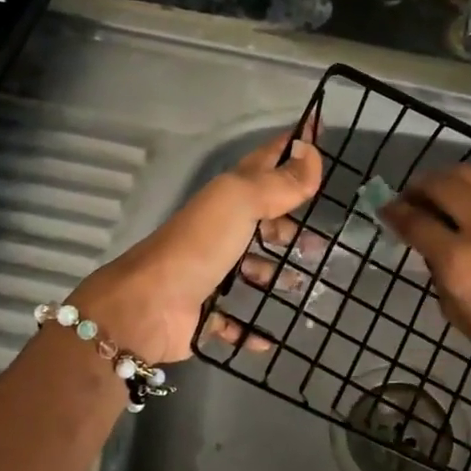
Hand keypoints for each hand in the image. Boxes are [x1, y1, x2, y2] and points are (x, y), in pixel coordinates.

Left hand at [71, 122, 323, 363]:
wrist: (148, 305)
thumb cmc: (200, 245)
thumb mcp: (241, 201)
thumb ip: (279, 181)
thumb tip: (312, 152)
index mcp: (229, 197)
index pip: (266, 161)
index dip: (292, 147)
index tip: (320, 133)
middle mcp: (221, 230)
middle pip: (262, 220)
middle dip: (291, 226)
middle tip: (322, 240)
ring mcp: (212, 271)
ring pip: (252, 269)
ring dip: (277, 275)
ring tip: (306, 286)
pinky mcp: (206, 312)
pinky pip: (236, 320)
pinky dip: (254, 329)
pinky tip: (273, 337)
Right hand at [380, 164, 470, 391]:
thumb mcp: (456, 314)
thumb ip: (438, 273)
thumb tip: (429, 247)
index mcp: (460, 260)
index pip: (416, 221)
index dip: (394, 212)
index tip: (384, 210)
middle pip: (442, 184)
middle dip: (418, 186)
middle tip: (407, 198)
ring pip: (469, 175)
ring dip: (444, 179)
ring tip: (433, 195)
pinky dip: (467, 188)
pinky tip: (460, 205)